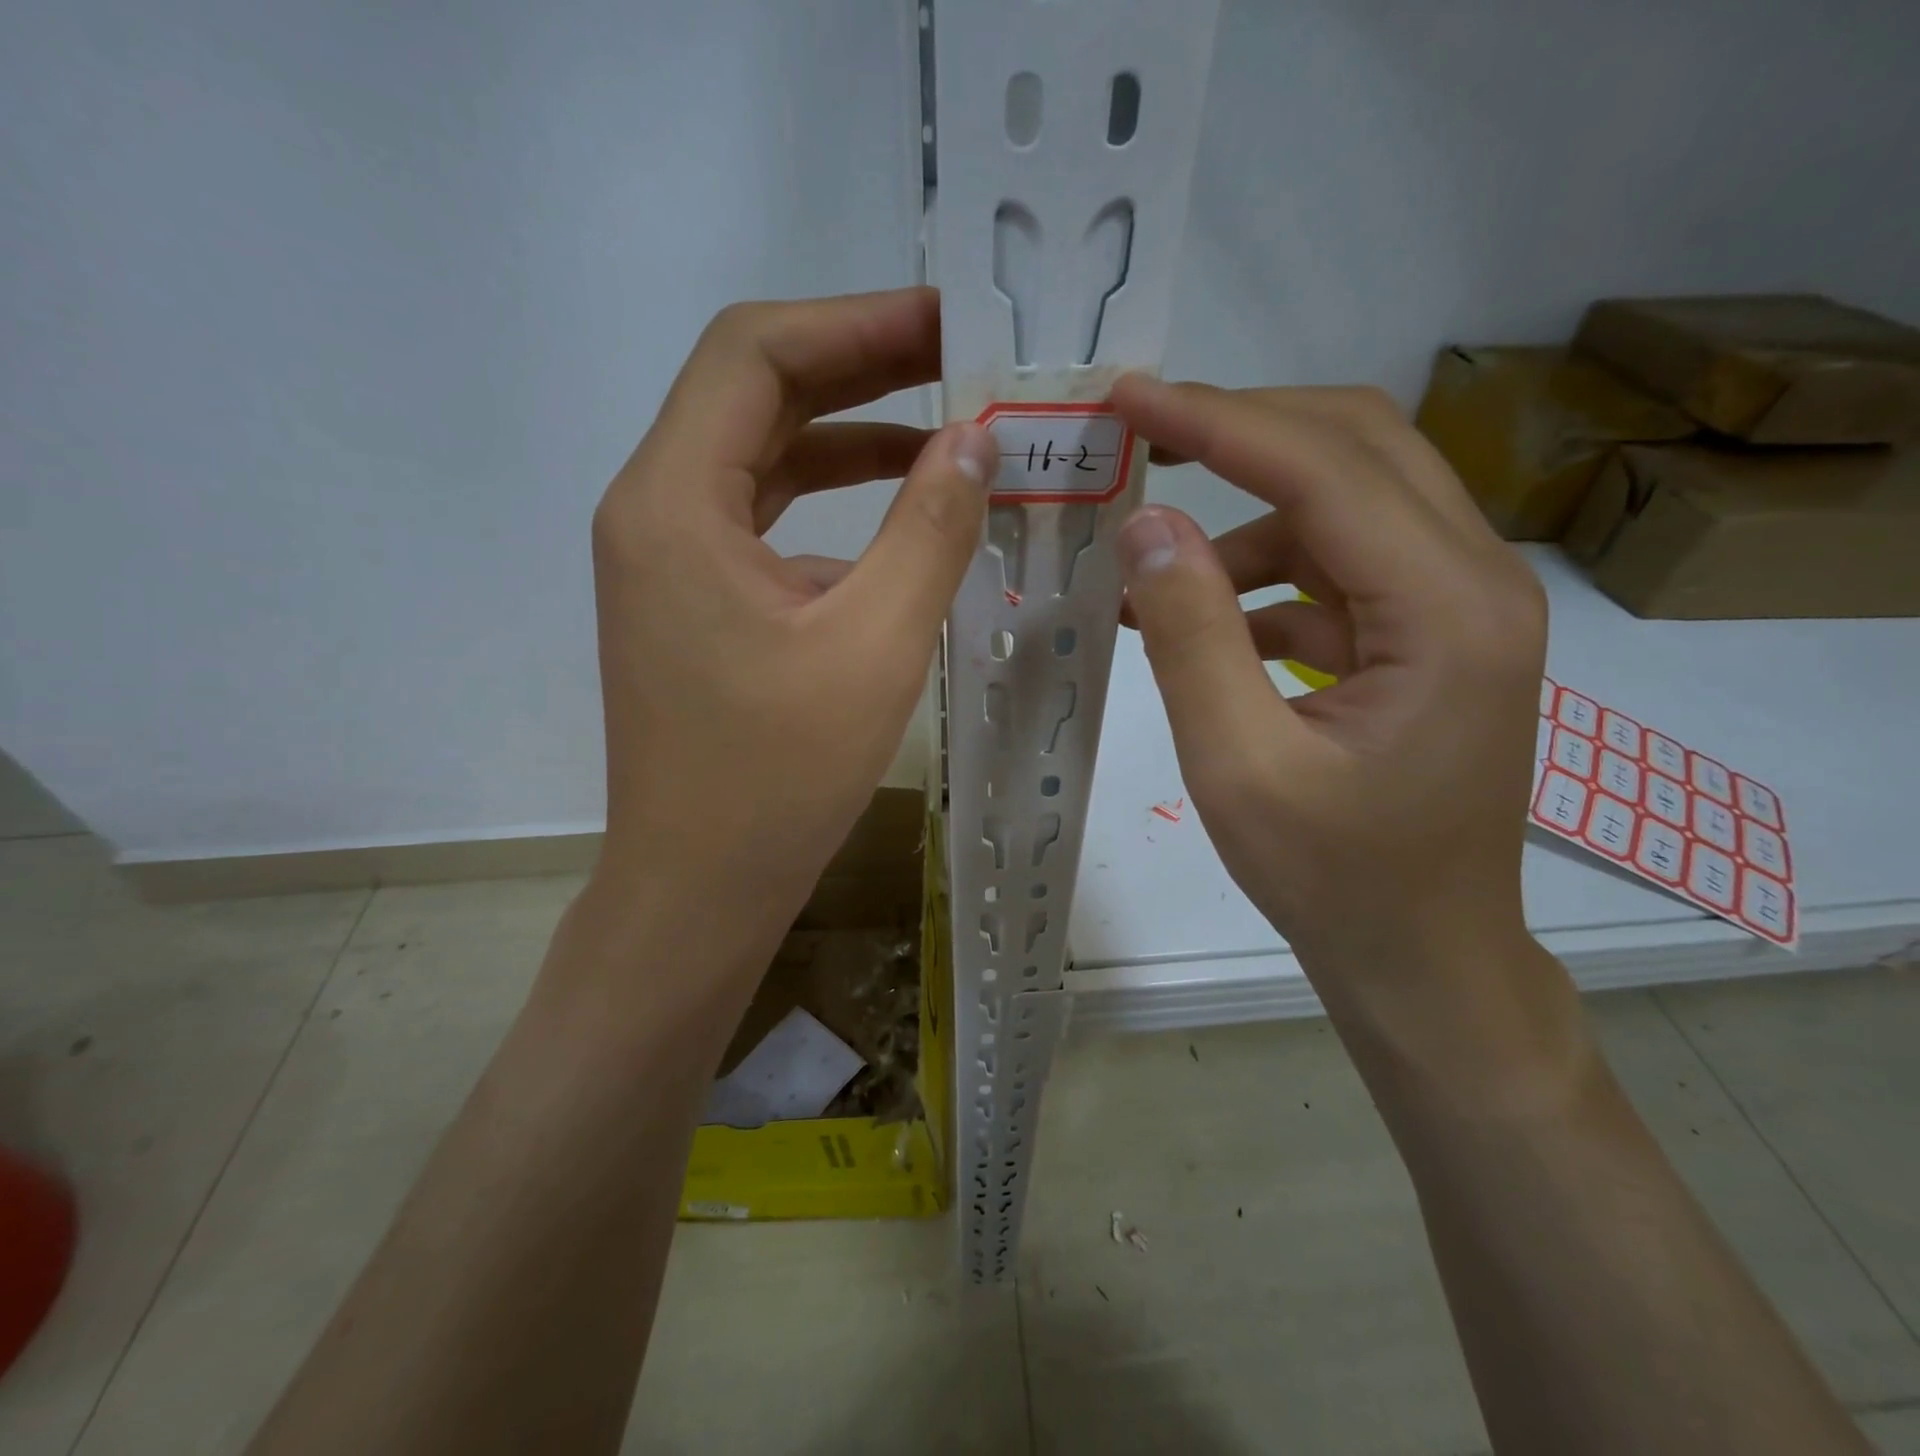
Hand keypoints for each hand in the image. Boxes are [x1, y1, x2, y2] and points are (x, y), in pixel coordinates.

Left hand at [585, 288, 995, 978]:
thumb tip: (976, 439)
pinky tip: (903, 516)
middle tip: (964, 357)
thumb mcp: (874, 645)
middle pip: (756, 393)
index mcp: (674, 502)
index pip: (754, 352)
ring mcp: (670, 558)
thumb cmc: (778, 778)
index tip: (949, 318)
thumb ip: (930, 528)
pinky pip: (766, 519)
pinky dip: (834, 503)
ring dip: (852, 433)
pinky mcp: (696, 600)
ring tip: (949, 425)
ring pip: (764, 457)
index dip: (855, 320)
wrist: (700, 885)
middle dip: (861, 366)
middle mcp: (655, 510)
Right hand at [1110, 379, 1547, 1017]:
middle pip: (1356, 448)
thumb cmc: (1335, 880)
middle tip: (1138, 436)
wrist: (1421, 956)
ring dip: (1241, 515)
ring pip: (1345, 502)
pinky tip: (1193, 621)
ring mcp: (1454, 606)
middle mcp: (1474, 581)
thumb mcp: (1238, 767)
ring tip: (1147, 564)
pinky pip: (1336, 567)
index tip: (1127, 397)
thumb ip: (1190, 638)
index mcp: (1446, 611)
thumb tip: (1144, 525)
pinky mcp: (1424, 635)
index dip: (1216, 421)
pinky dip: (1260, 575)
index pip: (1325, 467)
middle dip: (1238, 430)